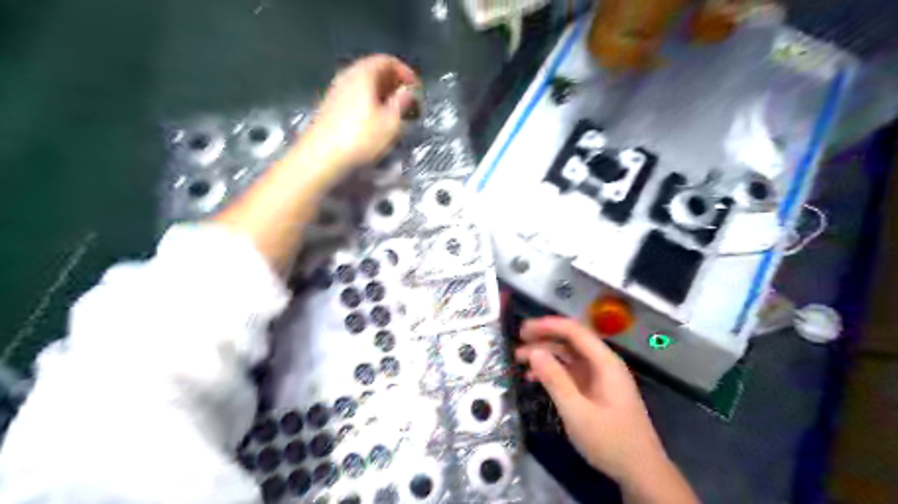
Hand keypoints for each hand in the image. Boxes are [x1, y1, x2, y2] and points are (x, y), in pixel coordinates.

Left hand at [298, 53, 416, 175]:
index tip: (417, 89)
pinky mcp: (329, 108)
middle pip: (374, 71)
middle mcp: (347, 77)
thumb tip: (408, 92)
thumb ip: (402, 103)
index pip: (387, 61)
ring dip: (382, 96)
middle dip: (394, 84)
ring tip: (395, 114)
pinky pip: (355, 97)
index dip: (405, 72)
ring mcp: (335, 92)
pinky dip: (369, 104)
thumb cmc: (360, 138)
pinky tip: (376, 122)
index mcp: (363, 74)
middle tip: (408, 102)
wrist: (321, 158)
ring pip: (364, 86)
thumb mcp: (391, 123)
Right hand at [517, 317, 669, 486]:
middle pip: (571, 341)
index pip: (575, 331)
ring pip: (569, 356)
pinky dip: (553, 371)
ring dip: (545, 355)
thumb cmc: (611, 441)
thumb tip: (534, 352)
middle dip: (544, 339)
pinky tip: (535, 378)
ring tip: (520, 360)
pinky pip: (571, 372)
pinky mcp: (596, 390)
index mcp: (605, 363)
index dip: (548, 325)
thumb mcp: (578, 412)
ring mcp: (600, 377)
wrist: (641, 472)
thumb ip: (555, 380)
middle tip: (518, 343)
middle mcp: (604, 364)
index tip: (523, 329)